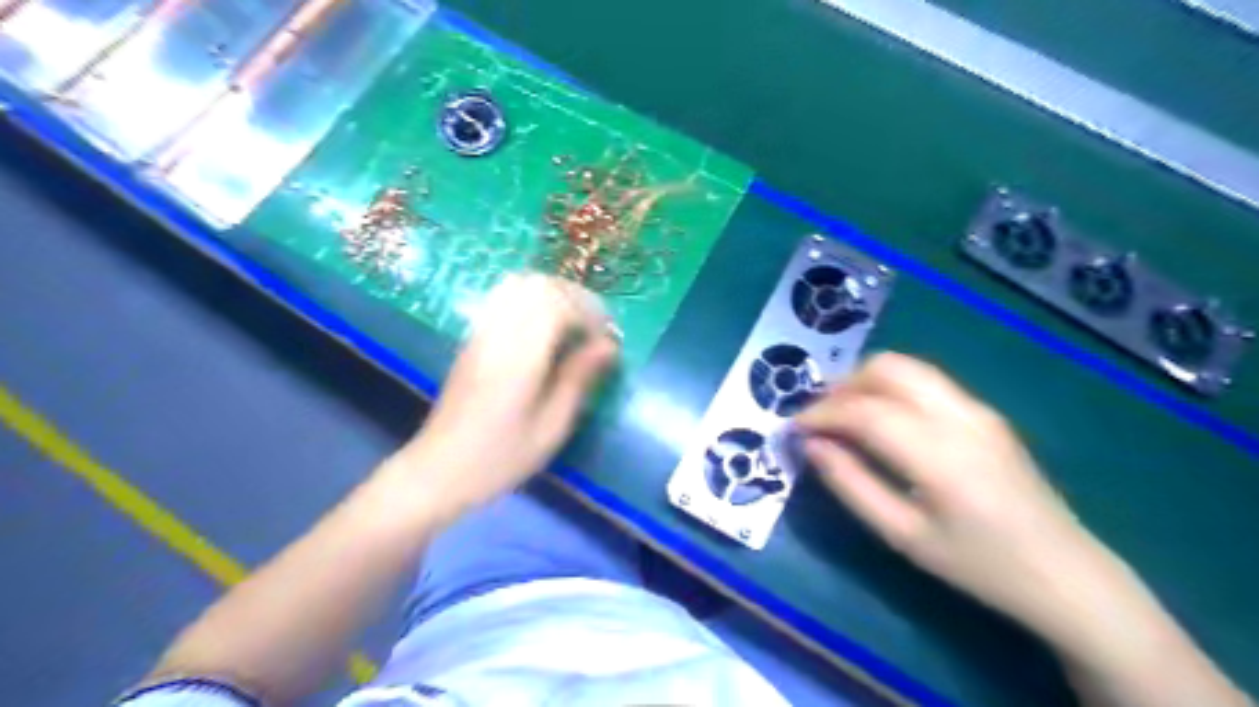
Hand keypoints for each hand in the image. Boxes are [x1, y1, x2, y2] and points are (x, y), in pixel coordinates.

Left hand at [387, 274, 617, 520]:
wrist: (437, 469)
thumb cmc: (500, 457)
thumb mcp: (551, 427)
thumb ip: (579, 379)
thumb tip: (608, 345)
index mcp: (520, 356)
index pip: (557, 304)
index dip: (589, 313)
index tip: (606, 340)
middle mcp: (498, 334)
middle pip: (538, 285)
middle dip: (574, 297)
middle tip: (594, 328)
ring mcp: (481, 333)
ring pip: (518, 285)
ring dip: (553, 295)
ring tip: (572, 324)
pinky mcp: (472, 339)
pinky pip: (503, 299)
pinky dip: (532, 301)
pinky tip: (544, 330)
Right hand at [795, 355, 1103, 632]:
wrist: (1066, 573)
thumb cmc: (979, 565)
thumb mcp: (903, 536)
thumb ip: (851, 485)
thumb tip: (811, 446)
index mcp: (939, 453)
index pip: (864, 411)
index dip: (821, 414)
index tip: (794, 429)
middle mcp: (960, 415)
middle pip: (887, 368)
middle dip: (842, 386)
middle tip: (819, 418)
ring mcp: (978, 408)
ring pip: (907, 367)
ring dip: (865, 382)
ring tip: (843, 416)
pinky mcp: (985, 413)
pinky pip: (926, 382)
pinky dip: (891, 388)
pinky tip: (881, 420)